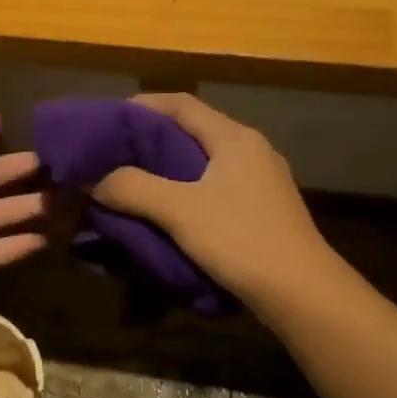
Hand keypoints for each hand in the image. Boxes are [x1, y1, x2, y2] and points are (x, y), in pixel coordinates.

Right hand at [90, 93, 330, 308]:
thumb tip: (93, 179)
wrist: (302, 293)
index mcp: (233, 137)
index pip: (181, 104)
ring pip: (205, 160)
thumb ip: (133, 188)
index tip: (109, 121)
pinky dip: (187, 189)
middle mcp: (251, 149)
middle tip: (114, 154)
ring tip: (133, 182)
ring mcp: (262, 179)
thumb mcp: (179, 211)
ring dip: (168, 167)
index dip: (142, 106)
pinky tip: (169, 210)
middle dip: (151, 139)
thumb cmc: (240, 239)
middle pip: (193, 130)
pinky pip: (216, 185)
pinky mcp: (264, 208)